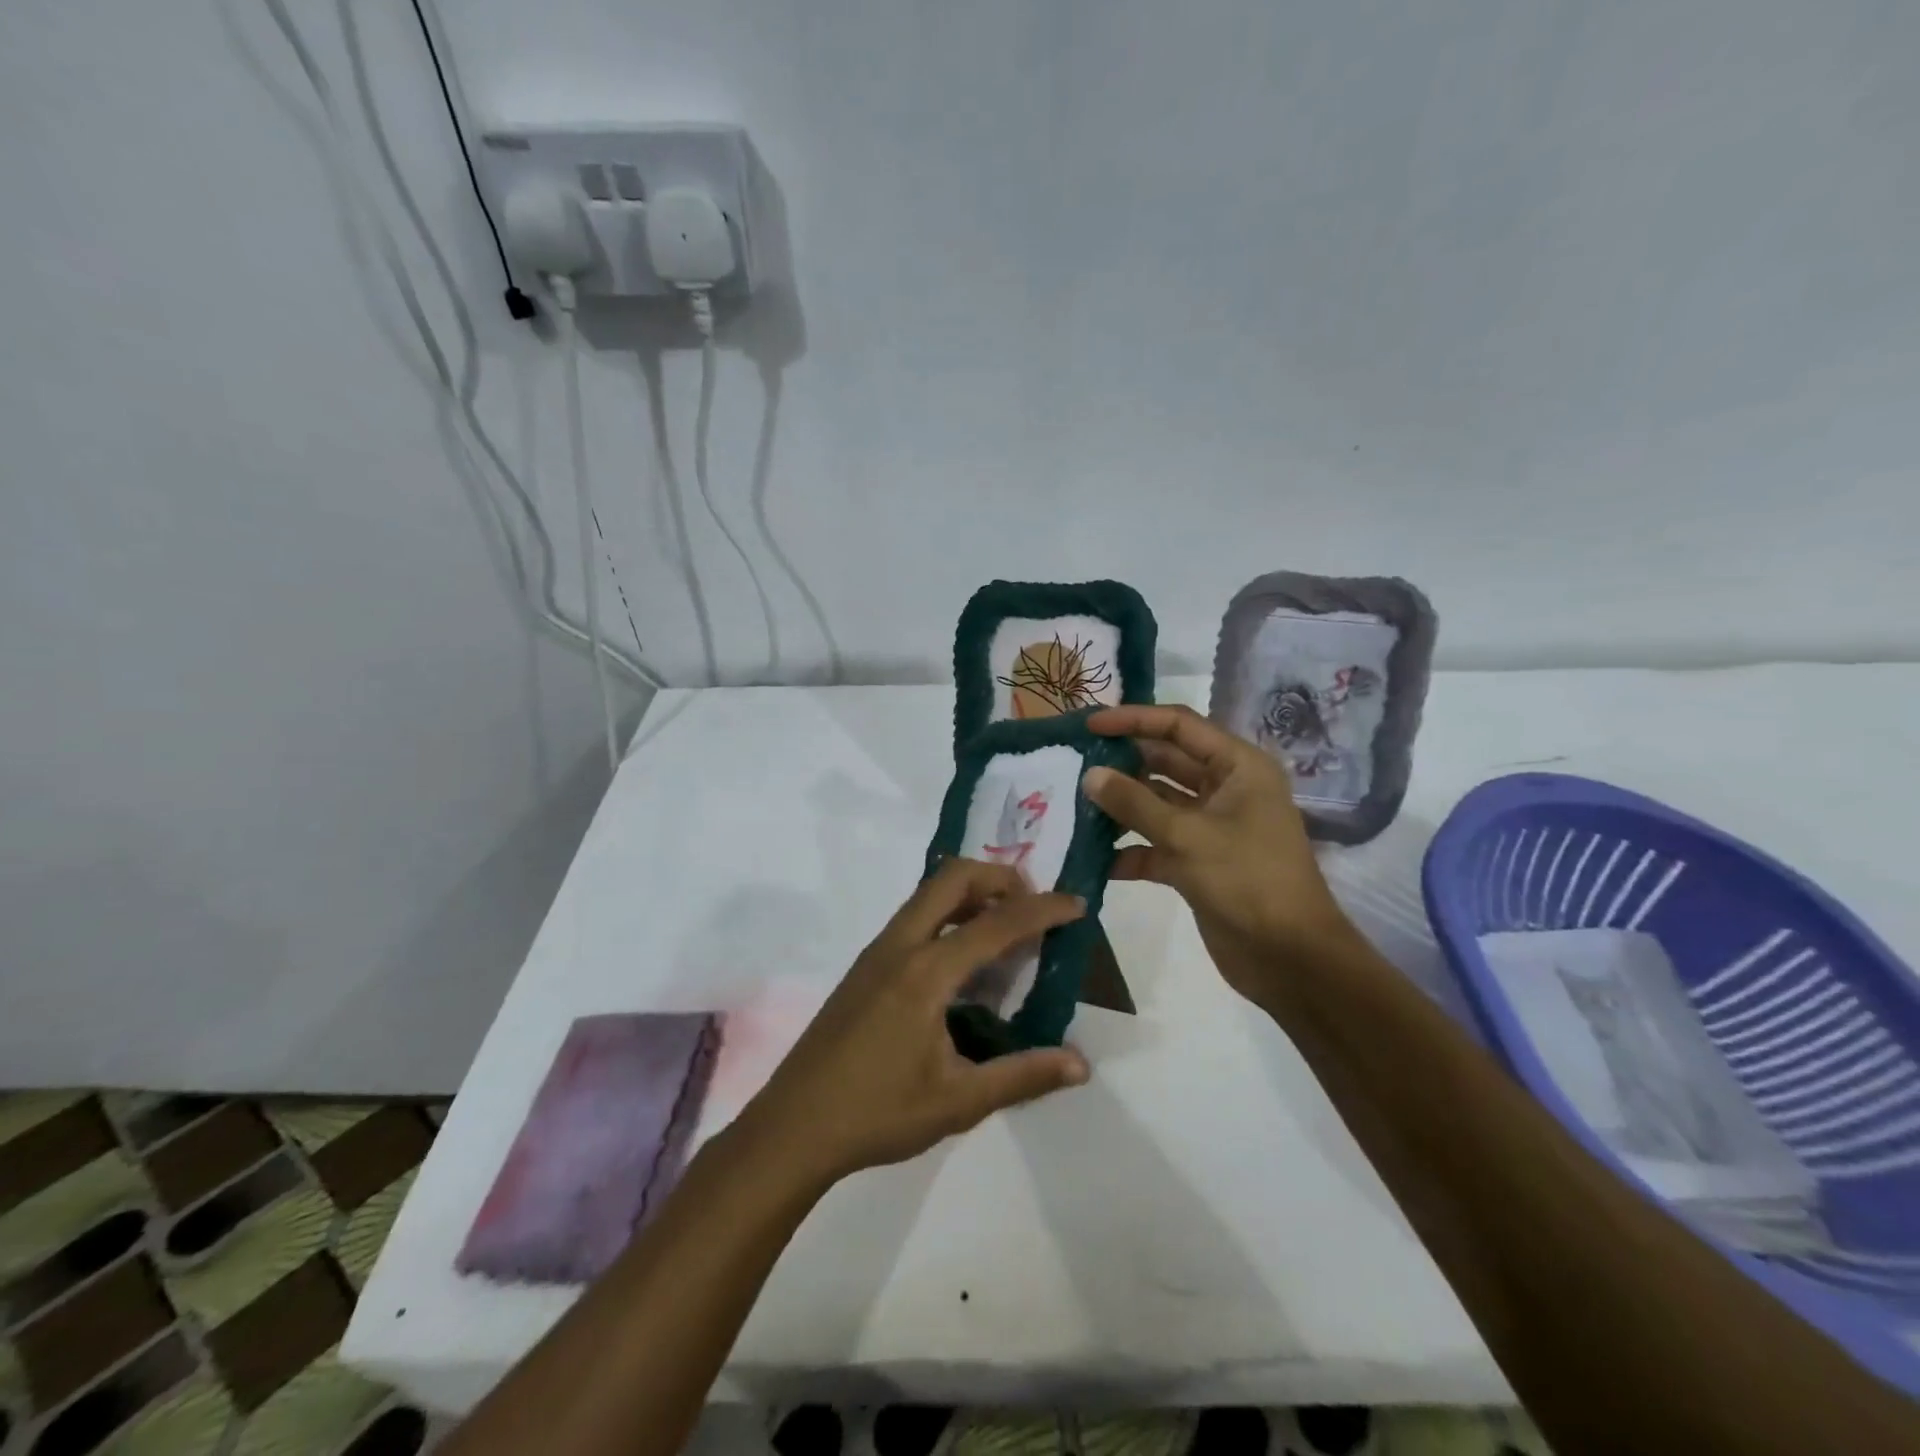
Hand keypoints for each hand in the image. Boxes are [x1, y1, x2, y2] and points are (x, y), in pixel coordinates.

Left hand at [735, 859, 1090, 1187]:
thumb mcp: (959, 1102)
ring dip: (971, 893)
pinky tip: (962, 961)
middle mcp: (900, 946)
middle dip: (1000, 878)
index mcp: (926, 972)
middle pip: (953, 878)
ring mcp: (876, 952)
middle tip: (1033, 905)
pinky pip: (914, 916)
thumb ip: (1022, 1076)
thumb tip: (1080, 1064)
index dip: (1042, 910)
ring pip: (928, 893)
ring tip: (1005, 928)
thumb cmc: (878, 1114)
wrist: (792, 1127)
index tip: (1077, 905)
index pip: (996, 924)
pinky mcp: (864, 966)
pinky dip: (948, 914)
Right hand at [1082, 704, 1361, 1008]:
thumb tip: (1090, 775)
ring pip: (1156, 805)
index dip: (1134, 719)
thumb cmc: (1248, 881)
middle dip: (1121, 763)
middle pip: (1165, 763)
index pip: (1179, 727)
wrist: (1290, 959)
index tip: (1089, 724)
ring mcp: (1210, 827)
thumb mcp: (1188, 836)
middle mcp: (1225, 790)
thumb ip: (1135, 803)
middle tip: (1073, 764)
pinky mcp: (1197, 863)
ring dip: (1120, 808)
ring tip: (1074, 806)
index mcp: (1238, 767)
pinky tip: (1093, 859)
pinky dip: (1128, 851)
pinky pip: (1155, 845)